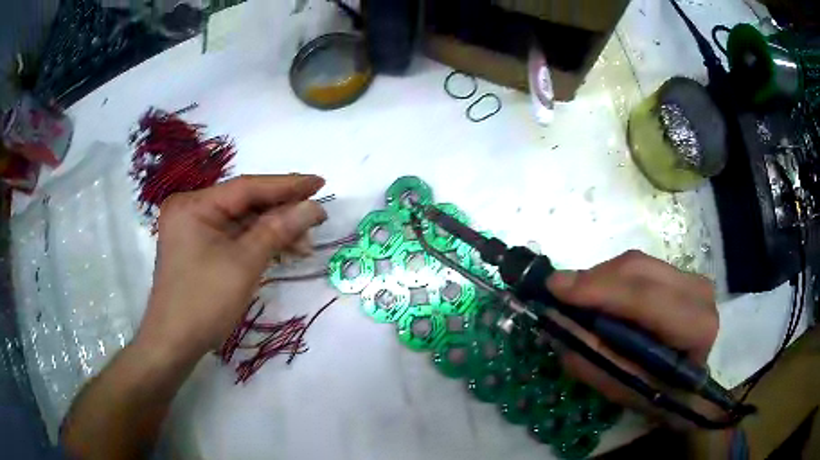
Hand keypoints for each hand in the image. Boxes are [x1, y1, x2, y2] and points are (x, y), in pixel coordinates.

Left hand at [135, 175, 326, 362]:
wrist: (174, 343)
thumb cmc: (205, 302)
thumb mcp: (244, 264)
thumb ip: (278, 229)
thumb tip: (313, 208)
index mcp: (194, 205)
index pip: (246, 187)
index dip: (286, 185)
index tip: (320, 182)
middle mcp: (191, 209)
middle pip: (244, 204)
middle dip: (281, 213)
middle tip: (316, 219)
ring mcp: (193, 229)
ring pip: (241, 222)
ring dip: (273, 231)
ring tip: (304, 244)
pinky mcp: (198, 247)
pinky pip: (232, 237)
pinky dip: (257, 244)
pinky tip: (281, 250)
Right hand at [546, 250, 717, 423]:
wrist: (691, 388)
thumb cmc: (660, 396)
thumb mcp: (623, 389)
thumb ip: (593, 358)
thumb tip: (555, 322)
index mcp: (695, 327)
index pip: (644, 299)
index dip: (599, 291)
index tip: (555, 288)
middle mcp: (699, 293)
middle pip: (638, 270)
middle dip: (593, 279)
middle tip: (558, 292)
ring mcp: (692, 278)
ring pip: (636, 262)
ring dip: (600, 278)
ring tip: (576, 298)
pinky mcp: (681, 274)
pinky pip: (639, 266)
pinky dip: (612, 278)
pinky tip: (599, 295)